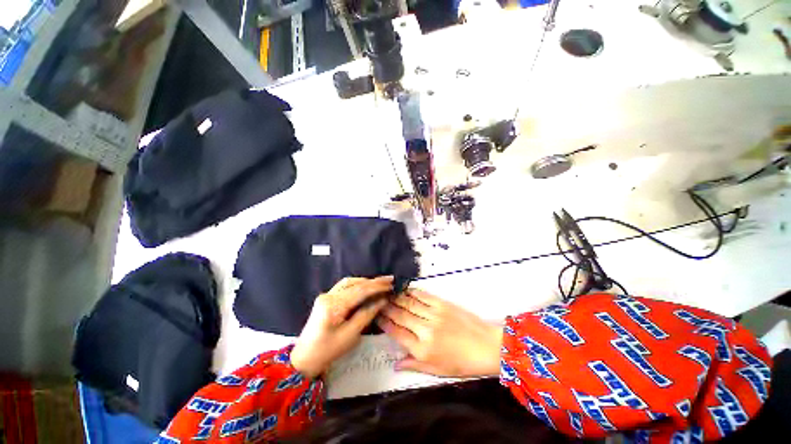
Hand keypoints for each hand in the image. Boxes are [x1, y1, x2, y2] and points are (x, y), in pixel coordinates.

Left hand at [291, 276, 393, 378]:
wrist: (304, 359)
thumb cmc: (328, 351)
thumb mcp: (351, 335)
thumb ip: (367, 314)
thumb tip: (383, 300)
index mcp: (333, 305)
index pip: (359, 290)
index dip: (377, 286)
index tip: (391, 283)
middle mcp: (328, 295)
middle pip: (354, 283)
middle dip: (373, 282)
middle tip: (389, 281)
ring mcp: (326, 295)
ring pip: (349, 282)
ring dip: (365, 282)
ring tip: (380, 284)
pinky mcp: (326, 298)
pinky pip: (344, 287)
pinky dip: (357, 285)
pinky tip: (366, 288)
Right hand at [376, 289, 502, 376]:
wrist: (486, 346)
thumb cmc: (461, 363)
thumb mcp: (437, 371)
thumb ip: (414, 365)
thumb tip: (395, 363)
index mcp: (422, 350)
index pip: (397, 333)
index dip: (384, 323)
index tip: (377, 316)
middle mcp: (424, 330)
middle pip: (400, 316)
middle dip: (387, 308)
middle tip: (378, 301)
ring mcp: (433, 314)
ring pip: (409, 304)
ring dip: (396, 298)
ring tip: (387, 293)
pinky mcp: (442, 304)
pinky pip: (423, 296)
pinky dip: (412, 292)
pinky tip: (405, 289)